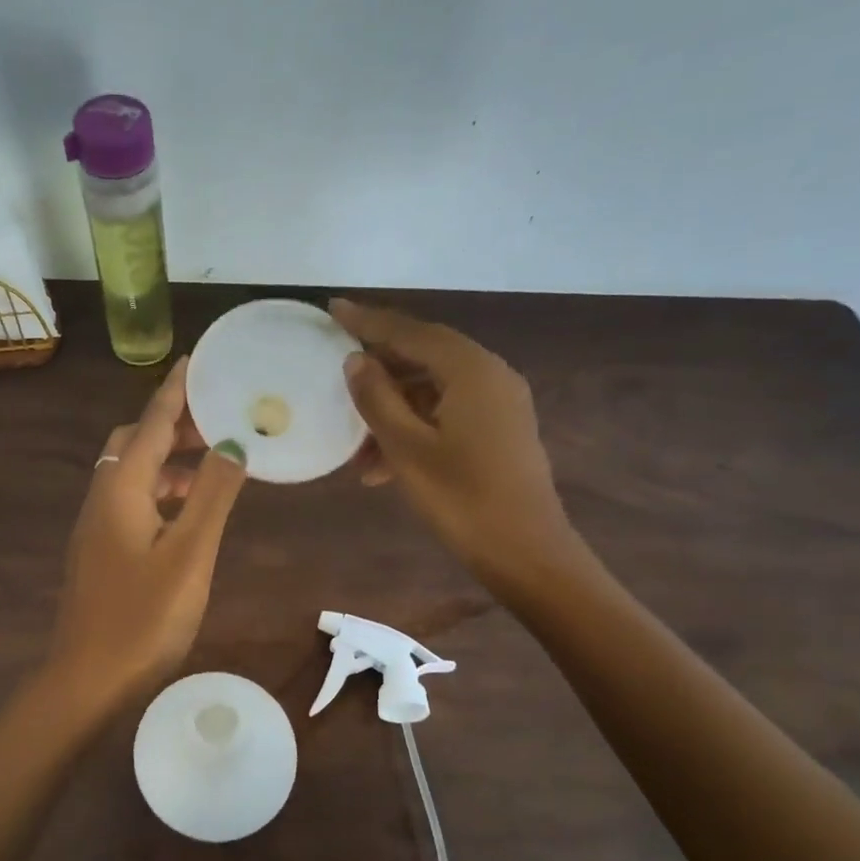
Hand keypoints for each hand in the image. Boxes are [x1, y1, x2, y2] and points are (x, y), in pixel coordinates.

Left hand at [48, 357, 248, 712]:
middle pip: (133, 443)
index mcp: (121, 490)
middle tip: (216, 420)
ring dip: (166, 460)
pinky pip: (129, 501)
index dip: (174, 391)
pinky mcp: (98, 552)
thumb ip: (211, 495)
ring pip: (130, 474)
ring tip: (211, 463)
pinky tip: (184, 513)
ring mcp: (95, 528)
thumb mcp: (190, 553)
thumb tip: (232, 443)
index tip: (197, 361)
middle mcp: (102, 498)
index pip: (150, 424)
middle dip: (171, 424)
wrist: (87, 680)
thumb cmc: (144, 617)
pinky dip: (158, 491)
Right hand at [330, 298, 576, 586]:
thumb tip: (356, 360)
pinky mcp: (500, 430)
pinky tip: (384, 467)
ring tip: (357, 451)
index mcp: (471, 370)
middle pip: (424, 357)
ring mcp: (500, 403)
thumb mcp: (407, 448)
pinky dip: (415, 430)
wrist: (525, 552)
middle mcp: (490, 375)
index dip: (369, 321)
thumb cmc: (461, 498)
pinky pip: (448, 414)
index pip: (411, 332)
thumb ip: (378, 398)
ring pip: (433, 392)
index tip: (334, 308)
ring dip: (393, 413)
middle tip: (337, 375)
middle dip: (379, 374)